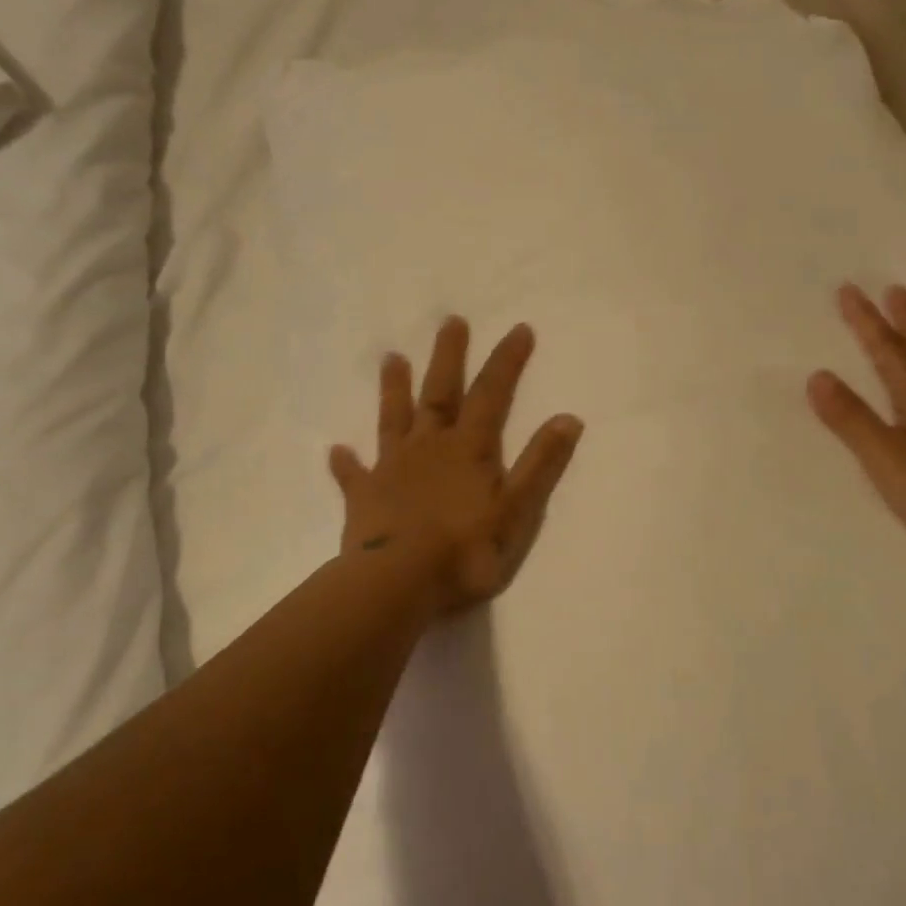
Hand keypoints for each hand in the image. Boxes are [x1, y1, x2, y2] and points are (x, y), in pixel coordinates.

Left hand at [330, 316, 584, 614]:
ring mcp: (392, 469)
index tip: (518, 329)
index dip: (507, 362)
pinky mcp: (364, 497)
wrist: (398, 583)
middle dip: (448, 357)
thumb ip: (541, 464)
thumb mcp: (517, 509)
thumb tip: (569, 418)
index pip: (492, 395)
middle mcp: (429, 448)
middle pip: (439, 393)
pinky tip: (336, 451)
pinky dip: (347, 462)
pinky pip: (353, 474)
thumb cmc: (465, 550)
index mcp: (468, 449)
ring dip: (394, 388)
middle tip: (450, 321)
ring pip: (394, 419)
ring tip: (391, 357)